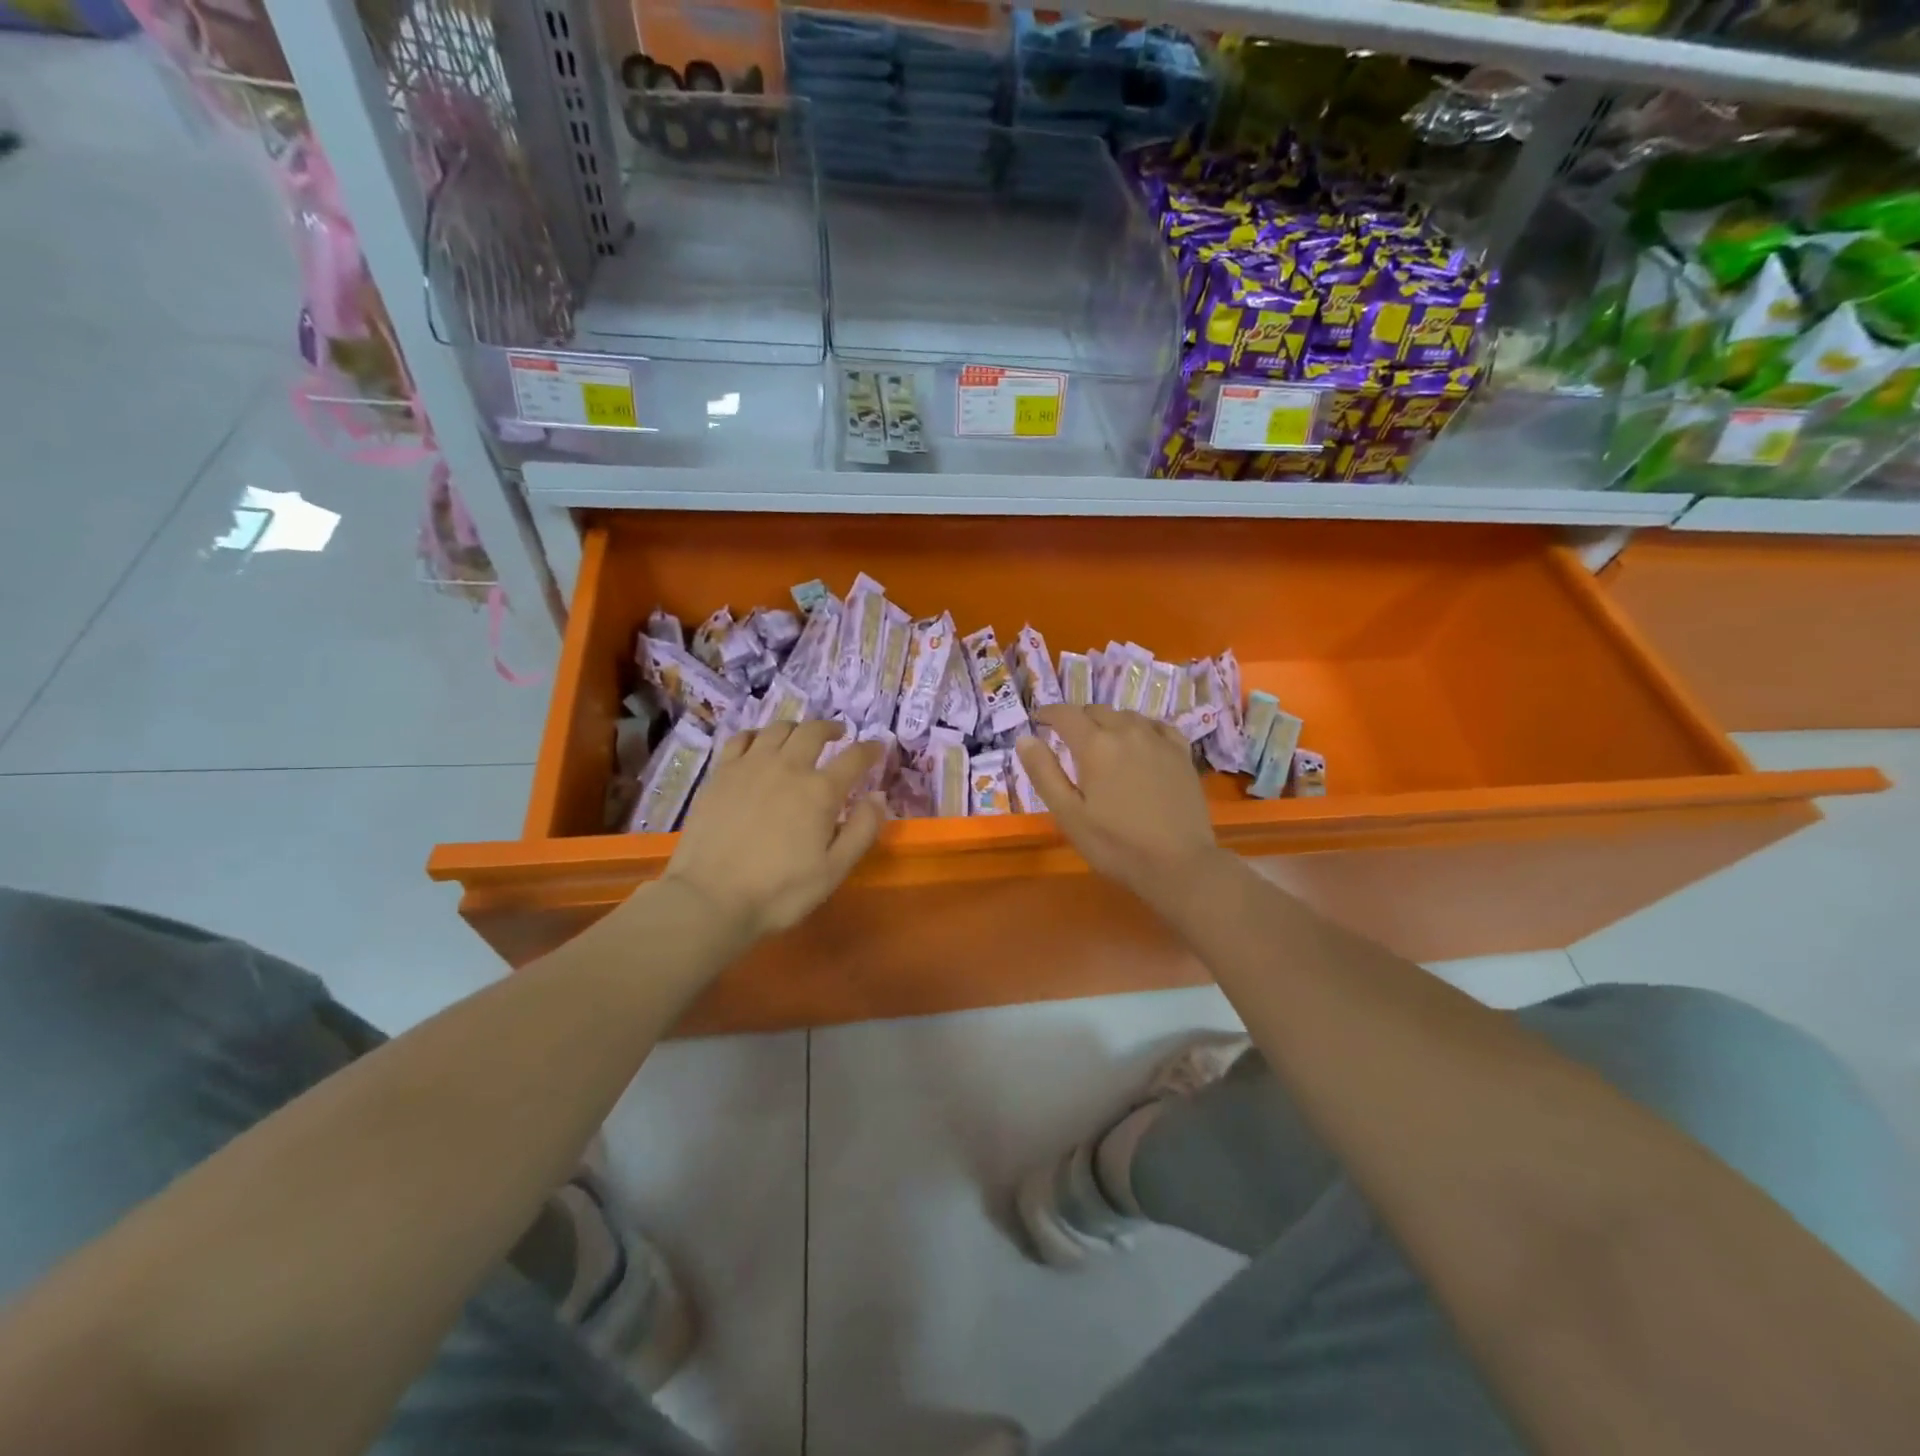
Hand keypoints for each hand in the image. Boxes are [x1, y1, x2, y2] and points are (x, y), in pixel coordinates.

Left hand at [661, 721, 884, 943]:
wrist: (711, 898)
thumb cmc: (779, 891)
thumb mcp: (834, 870)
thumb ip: (862, 830)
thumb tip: (878, 796)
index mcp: (820, 791)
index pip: (854, 758)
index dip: (870, 750)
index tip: (877, 747)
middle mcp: (788, 767)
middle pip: (814, 731)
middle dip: (831, 729)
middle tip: (839, 734)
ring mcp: (750, 766)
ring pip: (779, 728)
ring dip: (797, 728)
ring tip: (801, 736)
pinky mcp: (721, 773)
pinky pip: (742, 738)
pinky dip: (758, 735)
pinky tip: (760, 744)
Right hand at [1017, 705, 1222, 905]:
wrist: (1179, 864)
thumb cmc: (1115, 844)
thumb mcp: (1068, 814)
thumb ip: (1044, 773)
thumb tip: (1025, 738)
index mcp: (1095, 745)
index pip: (1066, 714)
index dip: (1049, 713)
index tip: (1039, 720)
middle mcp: (1127, 731)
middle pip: (1097, 711)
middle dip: (1078, 719)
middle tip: (1068, 738)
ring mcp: (1158, 740)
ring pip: (1127, 715)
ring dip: (1108, 722)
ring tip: (1102, 742)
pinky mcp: (1182, 753)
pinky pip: (1157, 726)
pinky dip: (1140, 728)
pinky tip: (1140, 742)